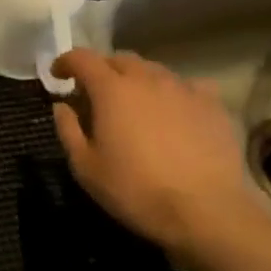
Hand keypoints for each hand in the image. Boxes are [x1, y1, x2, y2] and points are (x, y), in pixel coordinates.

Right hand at [50, 50, 268, 267]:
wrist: (206, 212)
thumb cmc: (136, 190)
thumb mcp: (86, 167)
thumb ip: (68, 130)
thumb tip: (62, 106)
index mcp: (111, 89)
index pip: (82, 58)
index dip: (65, 62)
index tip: (58, 75)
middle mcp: (146, 78)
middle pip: (119, 59)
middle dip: (102, 69)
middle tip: (95, 93)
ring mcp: (183, 88)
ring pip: (153, 70)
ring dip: (136, 79)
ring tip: (135, 103)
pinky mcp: (212, 104)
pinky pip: (187, 86)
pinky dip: (173, 92)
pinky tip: (175, 111)